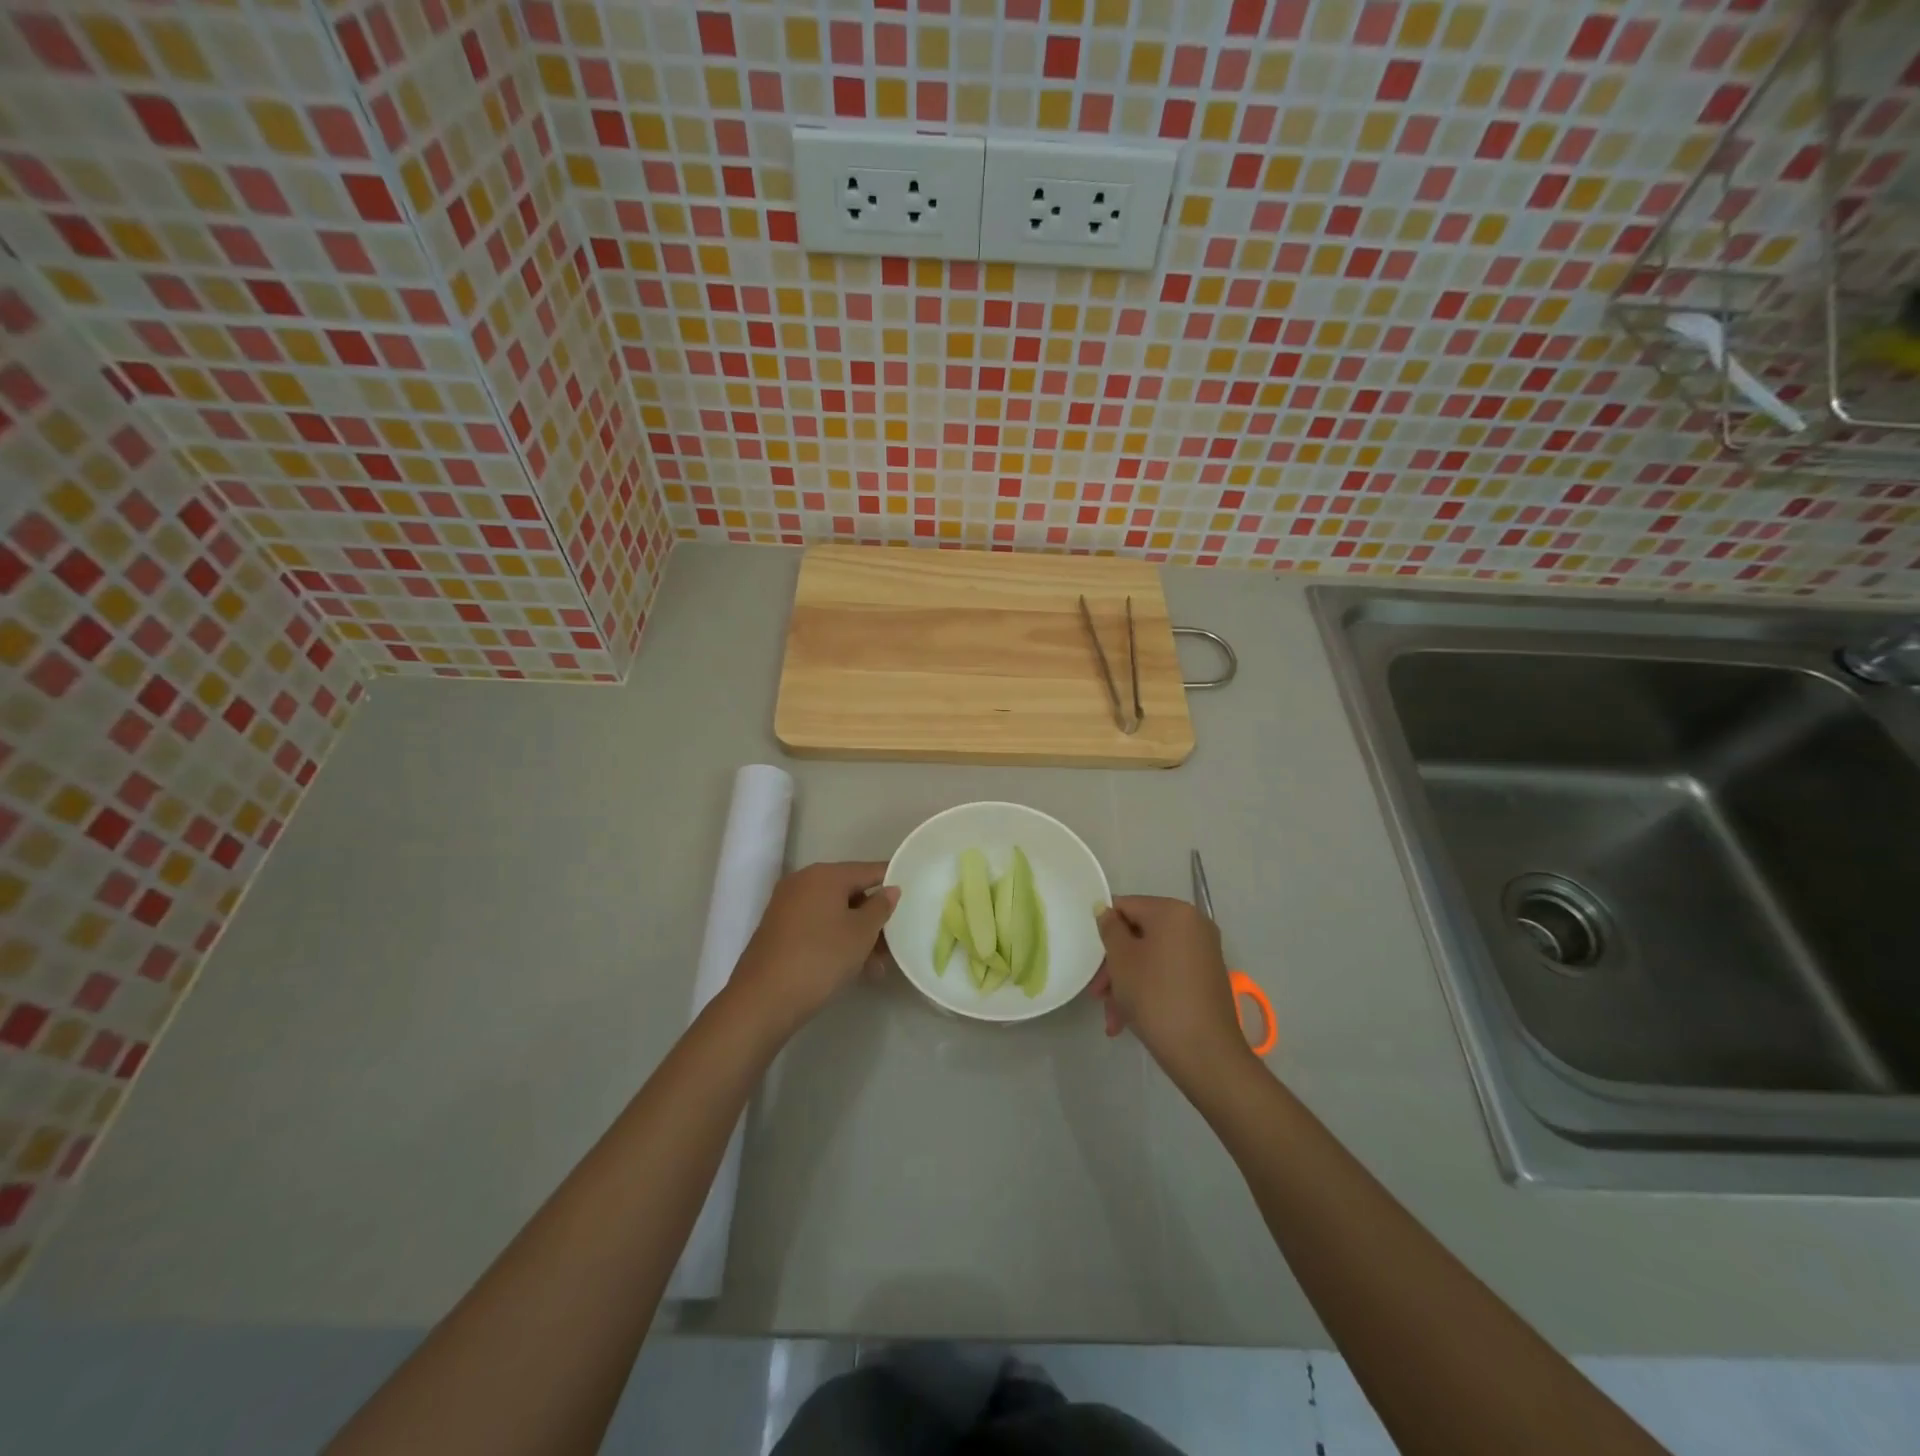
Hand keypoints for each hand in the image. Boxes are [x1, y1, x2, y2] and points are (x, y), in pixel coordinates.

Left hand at [729, 861, 898, 1038]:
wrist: (763, 1000)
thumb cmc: (820, 958)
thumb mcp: (861, 933)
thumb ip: (880, 907)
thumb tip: (890, 889)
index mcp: (825, 874)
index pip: (869, 870)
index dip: (892, 883)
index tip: (913, 899)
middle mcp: (803, 882)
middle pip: (850, 893)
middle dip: (873, 918)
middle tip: (893, 945)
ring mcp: (786, 906)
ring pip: (834, 914)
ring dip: (857, 935)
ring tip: (875, 968)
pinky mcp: (777, 930)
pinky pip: (816, 926)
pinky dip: (835, 940)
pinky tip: (851, 968)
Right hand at [1090, 896, 1250, 1085]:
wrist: (1205, 1053)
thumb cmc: (1156, 997)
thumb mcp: (1121, 960)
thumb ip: (1110, 929)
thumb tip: (1105, 910)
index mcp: (1174, 912)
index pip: (1126, 906)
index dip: (1104, 930)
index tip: (1091, 958)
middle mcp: (1194, 925)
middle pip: (1139, 935)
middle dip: (1115, 965)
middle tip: (1098, 994)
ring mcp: (1204, 952)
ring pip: (1152, 958)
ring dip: (1127, 983)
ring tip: (1112, 1018)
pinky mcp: (1207, 978)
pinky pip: (1168, 974)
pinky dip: (1148, 990)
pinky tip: (1128, 1021)